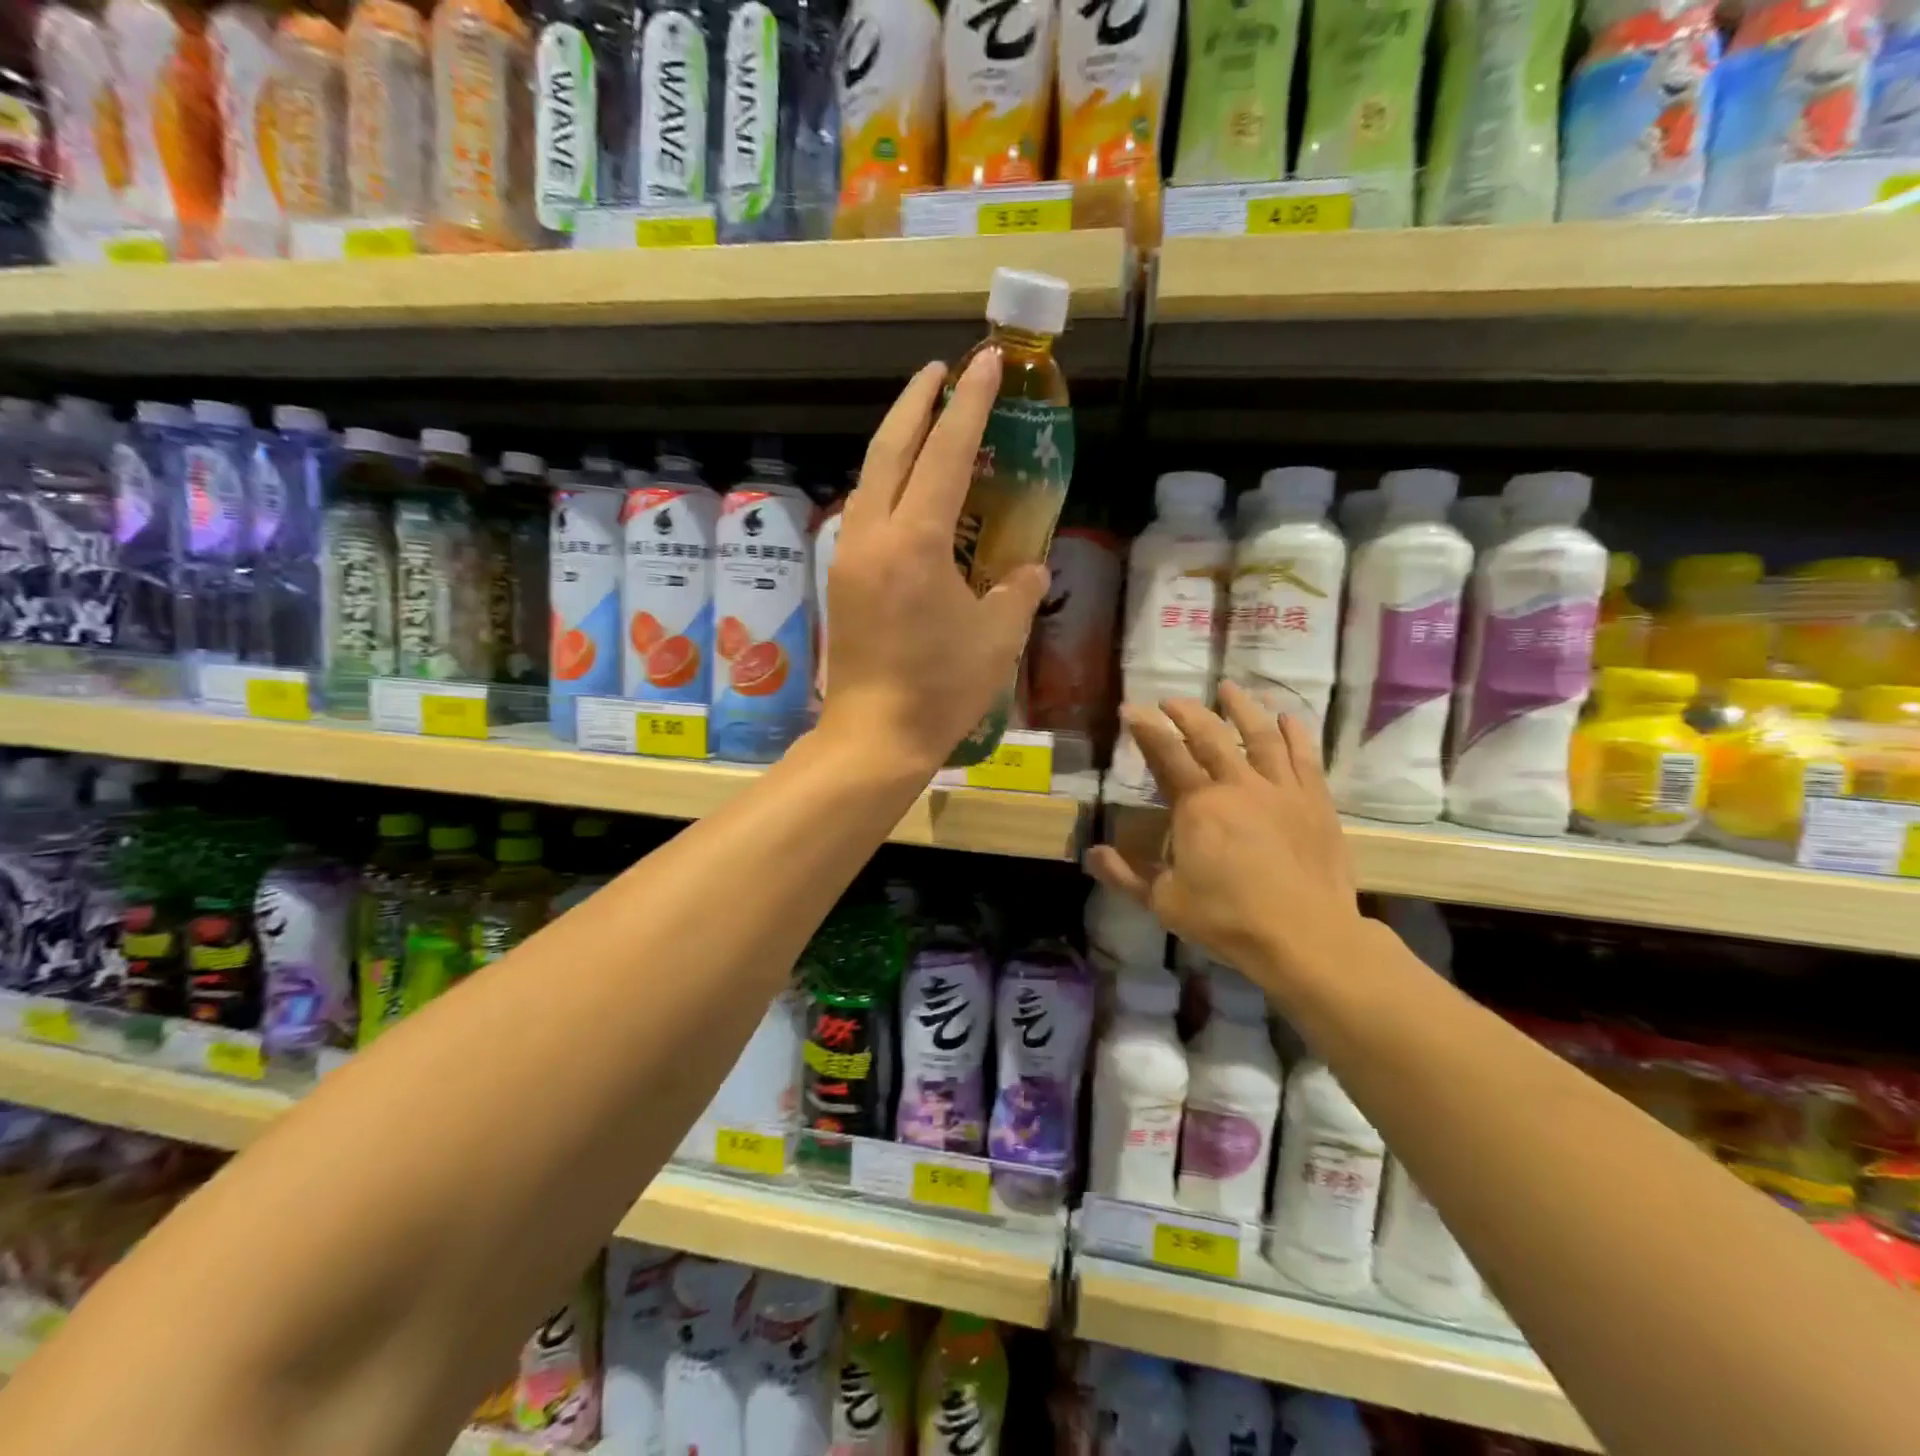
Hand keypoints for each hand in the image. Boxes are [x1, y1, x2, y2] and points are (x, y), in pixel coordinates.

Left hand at [819, 353, 1049, 773]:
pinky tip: (904, 492)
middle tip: (941, 372)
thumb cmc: (941, 688)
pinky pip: (863, 512)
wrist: (875, 735)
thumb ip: (1017, 590)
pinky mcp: (841, 580)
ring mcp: (849, 556)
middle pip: (891, 447)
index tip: (986, 362)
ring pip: (870, 478)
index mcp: (916, 541)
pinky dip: (885, 484)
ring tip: (924, 422)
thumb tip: (1027, 567)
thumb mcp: (998, 637)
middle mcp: (874, 535)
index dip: (969, 403)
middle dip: (917, 402)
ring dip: (897, 441)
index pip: (946, 452)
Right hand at [1087, 681, 1375, 1002]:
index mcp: (1198, 806)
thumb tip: (1091, 854)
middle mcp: (1237, 785)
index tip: (1131, 709)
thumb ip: (1125, 875)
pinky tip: (1287, 718)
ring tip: (1229, 687)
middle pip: (1210, 736)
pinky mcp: (1315, 802)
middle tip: (1171, 699)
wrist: (1305, 936)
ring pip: (1260, 735)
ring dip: (1242, 708)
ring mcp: (1281, 789)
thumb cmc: (1228, 919)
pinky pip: (1304, 757)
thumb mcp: (1165, 902)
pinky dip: (1294, 733)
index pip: (1166, 755)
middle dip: (1186, 712)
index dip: (1146, 729)